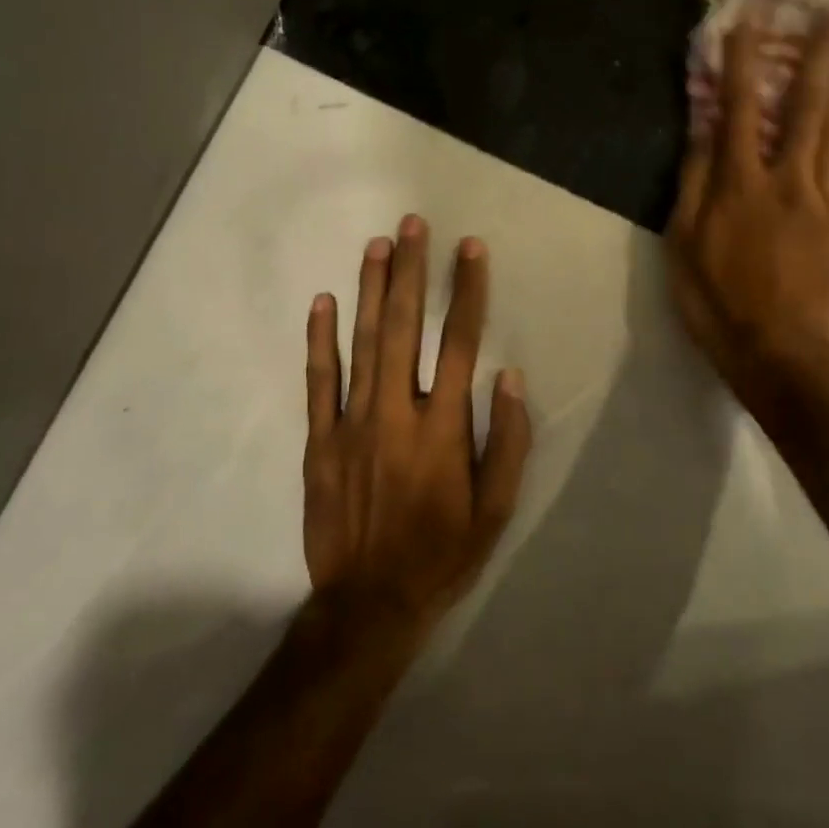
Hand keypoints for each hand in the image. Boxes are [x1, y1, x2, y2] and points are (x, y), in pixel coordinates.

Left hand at [302, 216, 531, 640]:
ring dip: (370, 289)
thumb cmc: (443, 553)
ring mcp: (352, 424)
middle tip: (413, 224)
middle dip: (411, 271)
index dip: (468, 291)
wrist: (369, 603)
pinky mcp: (319, 441)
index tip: (471, 249)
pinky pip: (318, 381)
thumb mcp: (497, 509)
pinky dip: (320, 340)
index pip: (461, 342)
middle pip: (405, 327)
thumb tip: (510, 377)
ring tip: (377, 244)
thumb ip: (509, 440)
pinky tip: (323, 302)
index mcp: (443, 427)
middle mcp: (397, 412)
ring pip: (362, 343)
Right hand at [666, 11, 828, 409]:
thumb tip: (703, 131)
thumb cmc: (717, 302)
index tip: (745, 18)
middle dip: (815, 54)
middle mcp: (789, 179)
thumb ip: (694, 183)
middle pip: (806, 105)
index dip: (741, 60)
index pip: (738, 108)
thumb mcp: (683, 245)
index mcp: (741, 185)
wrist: (780, 353)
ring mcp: (826, 198)